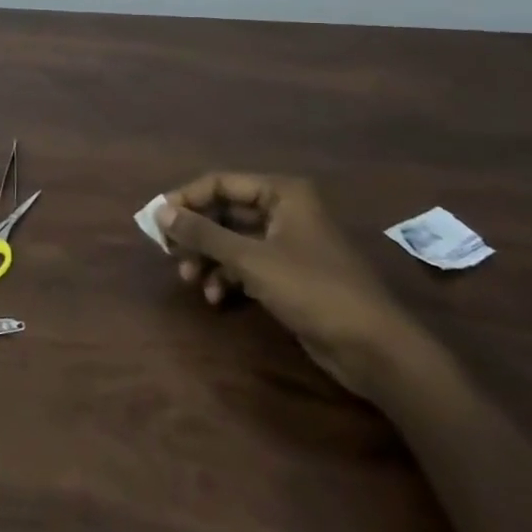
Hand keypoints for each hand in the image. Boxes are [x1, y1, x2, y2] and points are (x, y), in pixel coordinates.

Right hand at [159, 174, 424, 396]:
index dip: (186, 199)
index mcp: (282, 193)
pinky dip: (227, 277)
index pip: (219, 183)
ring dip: (208, 258)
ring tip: (191, 280)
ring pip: (232, 240)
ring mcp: (287, 244)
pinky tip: (217, 297)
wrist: (374, 348)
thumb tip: (159, 211)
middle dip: (196, 234)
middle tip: (171, 254)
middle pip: (224, 211)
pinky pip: (246, 264)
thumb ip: (202, 233)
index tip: (157, 222)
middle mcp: (284, 211)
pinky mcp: (289, 275)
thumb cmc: (313, 290)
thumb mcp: (251, 259)